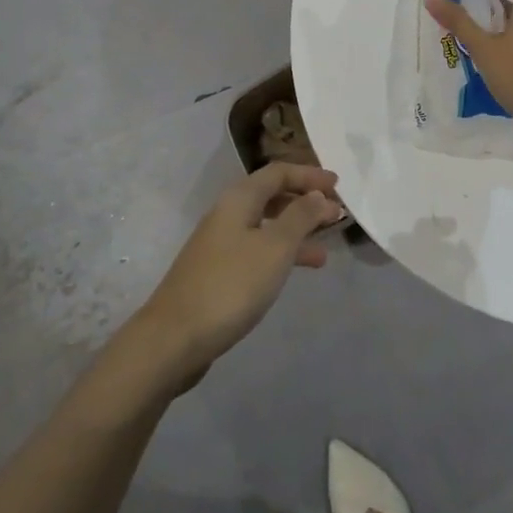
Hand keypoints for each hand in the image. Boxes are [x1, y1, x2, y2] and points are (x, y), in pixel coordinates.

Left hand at [132, 162, 342, 386]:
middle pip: (271, 196)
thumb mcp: (274, 247)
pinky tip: (295, 273)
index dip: (309, 175)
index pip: (278, 173)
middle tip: (336, 214)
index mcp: (238, 200)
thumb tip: (319, 194)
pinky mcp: (218, 272)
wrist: (174, 339)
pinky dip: (281, 254)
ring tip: (326, 250)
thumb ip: (300, 217)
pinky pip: (258, 250)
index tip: (339, 185)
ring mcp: (220, 245)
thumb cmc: (230, 285)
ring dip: (296, 231)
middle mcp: (227, 214)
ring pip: (266, 226)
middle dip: (305, 202)